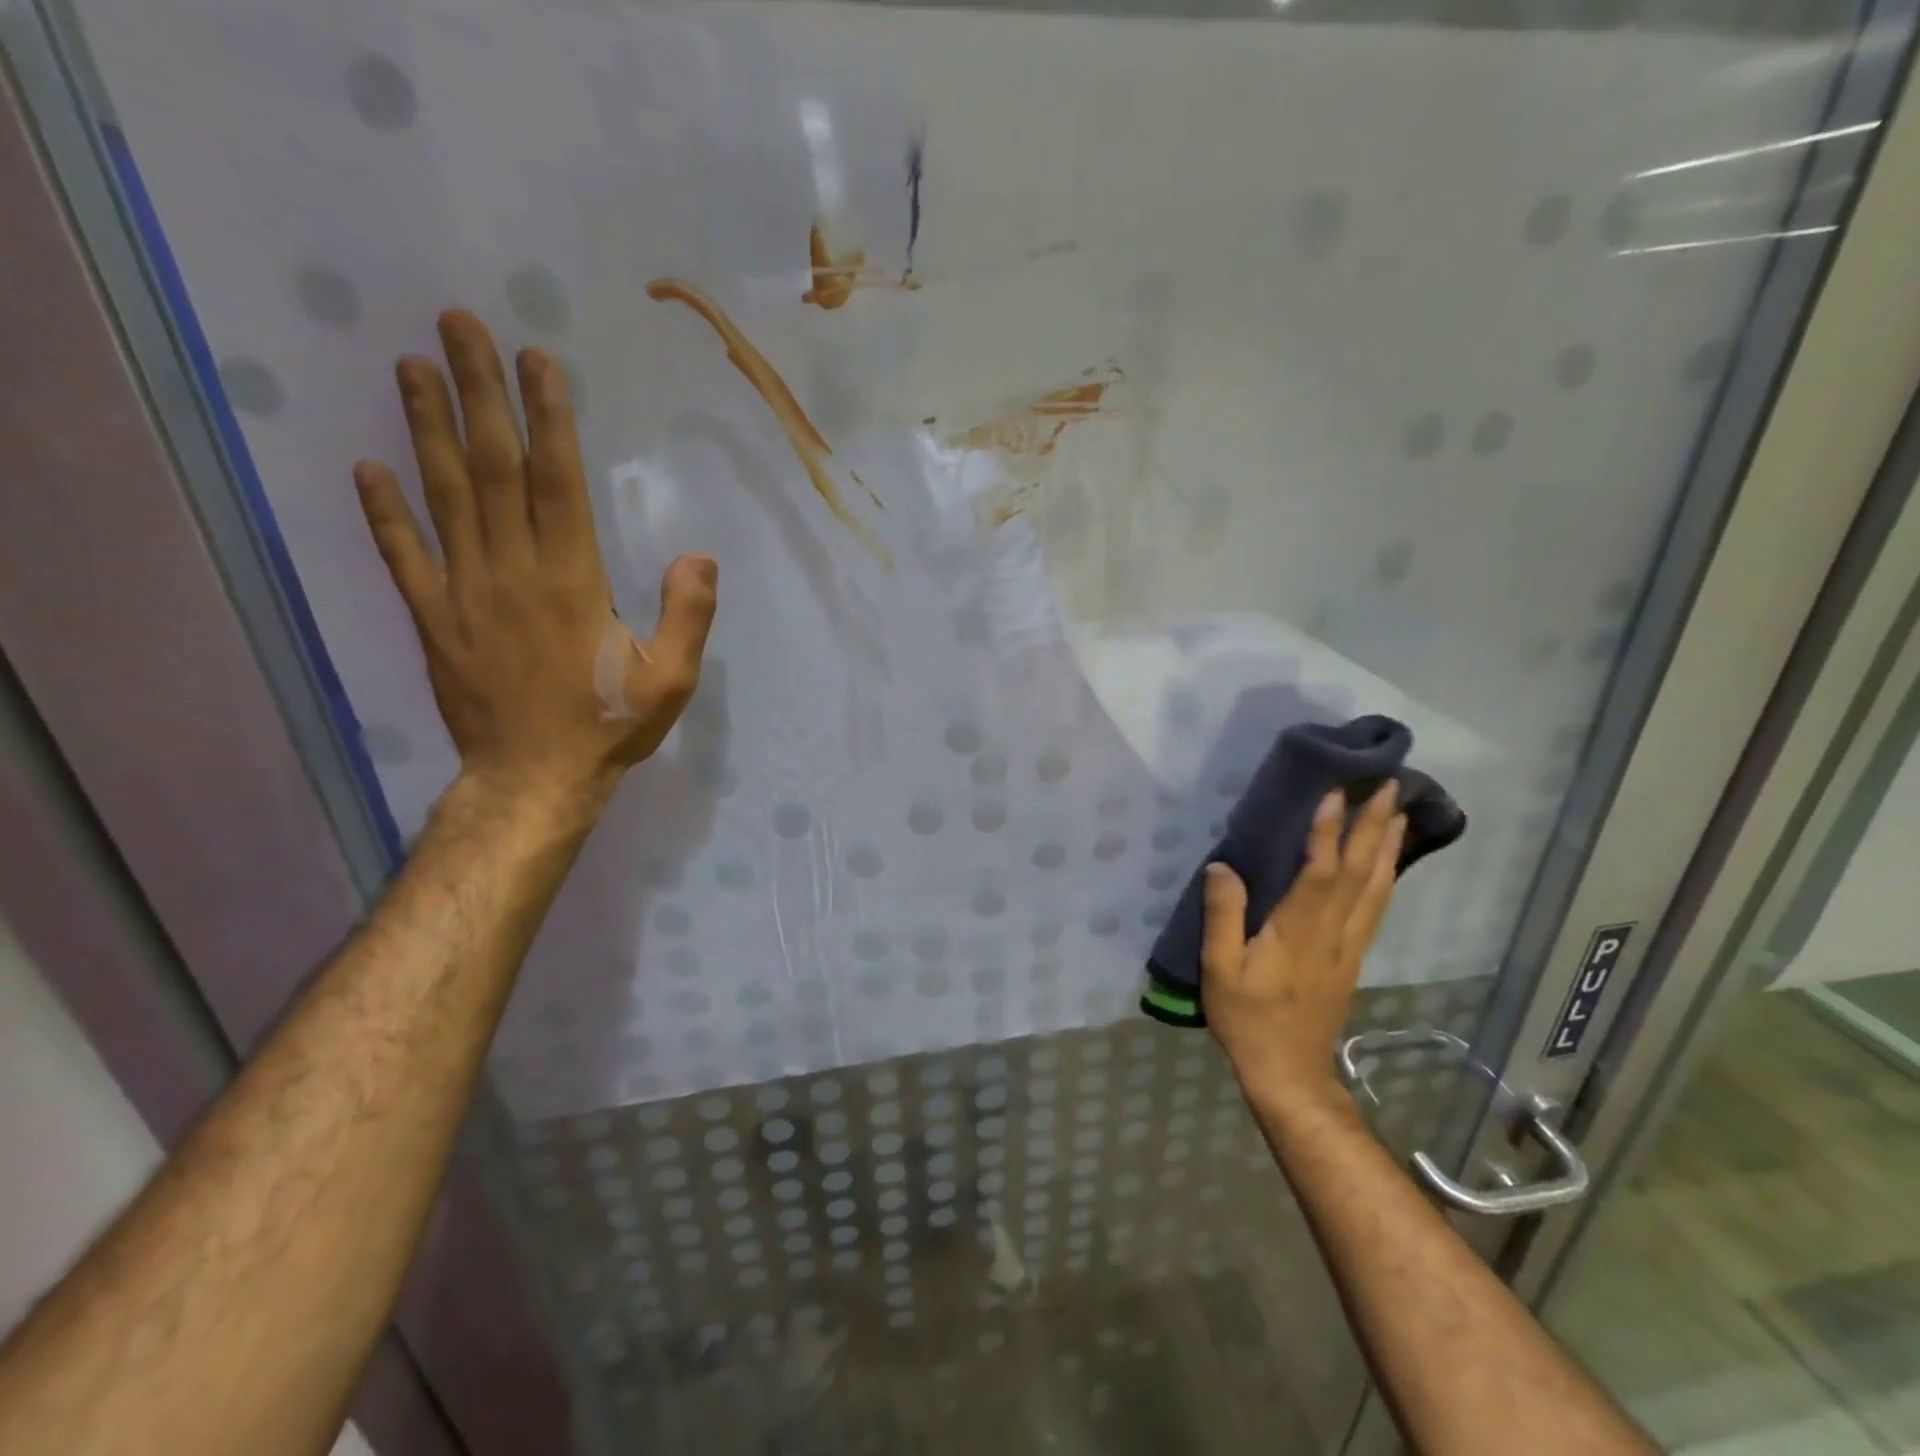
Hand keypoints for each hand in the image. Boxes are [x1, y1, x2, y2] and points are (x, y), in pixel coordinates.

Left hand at [352, 310, 715, 810]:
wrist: (535, 780)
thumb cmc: (609, 726)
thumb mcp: (672, 679)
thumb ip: (688, 615)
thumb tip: (696, 555)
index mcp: (573, 581)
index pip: (556, 482)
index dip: (547, 419)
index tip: (536, 362)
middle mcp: (513, 571)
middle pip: (492, 469)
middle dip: (478, 394)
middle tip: (458, 325)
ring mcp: (464, 593)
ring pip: (442, 497)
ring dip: (425, 429)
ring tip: (411, 367)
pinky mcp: (433, 621)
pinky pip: (403, 557)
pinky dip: (384, 512)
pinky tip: (368, 468)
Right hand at [1201, 783, 1405, 1109]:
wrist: (1289, 1072)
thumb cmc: (1248, 1019)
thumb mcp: (1219, 970)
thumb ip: (1221, 916)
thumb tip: (1222, 866)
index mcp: (1299, 931)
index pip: (1320, 871)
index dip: (1328, 831)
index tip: (1335, 792)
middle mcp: (1333, 931)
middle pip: (1361, 871)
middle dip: (1374, 826)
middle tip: (1387, 784)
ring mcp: (1349, 944)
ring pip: (1377, 887)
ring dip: (1389, 846)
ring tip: (1399, 811)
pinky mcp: (1353, 955)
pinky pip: (1377, 906)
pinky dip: (1387, 876)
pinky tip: (1389, 861)